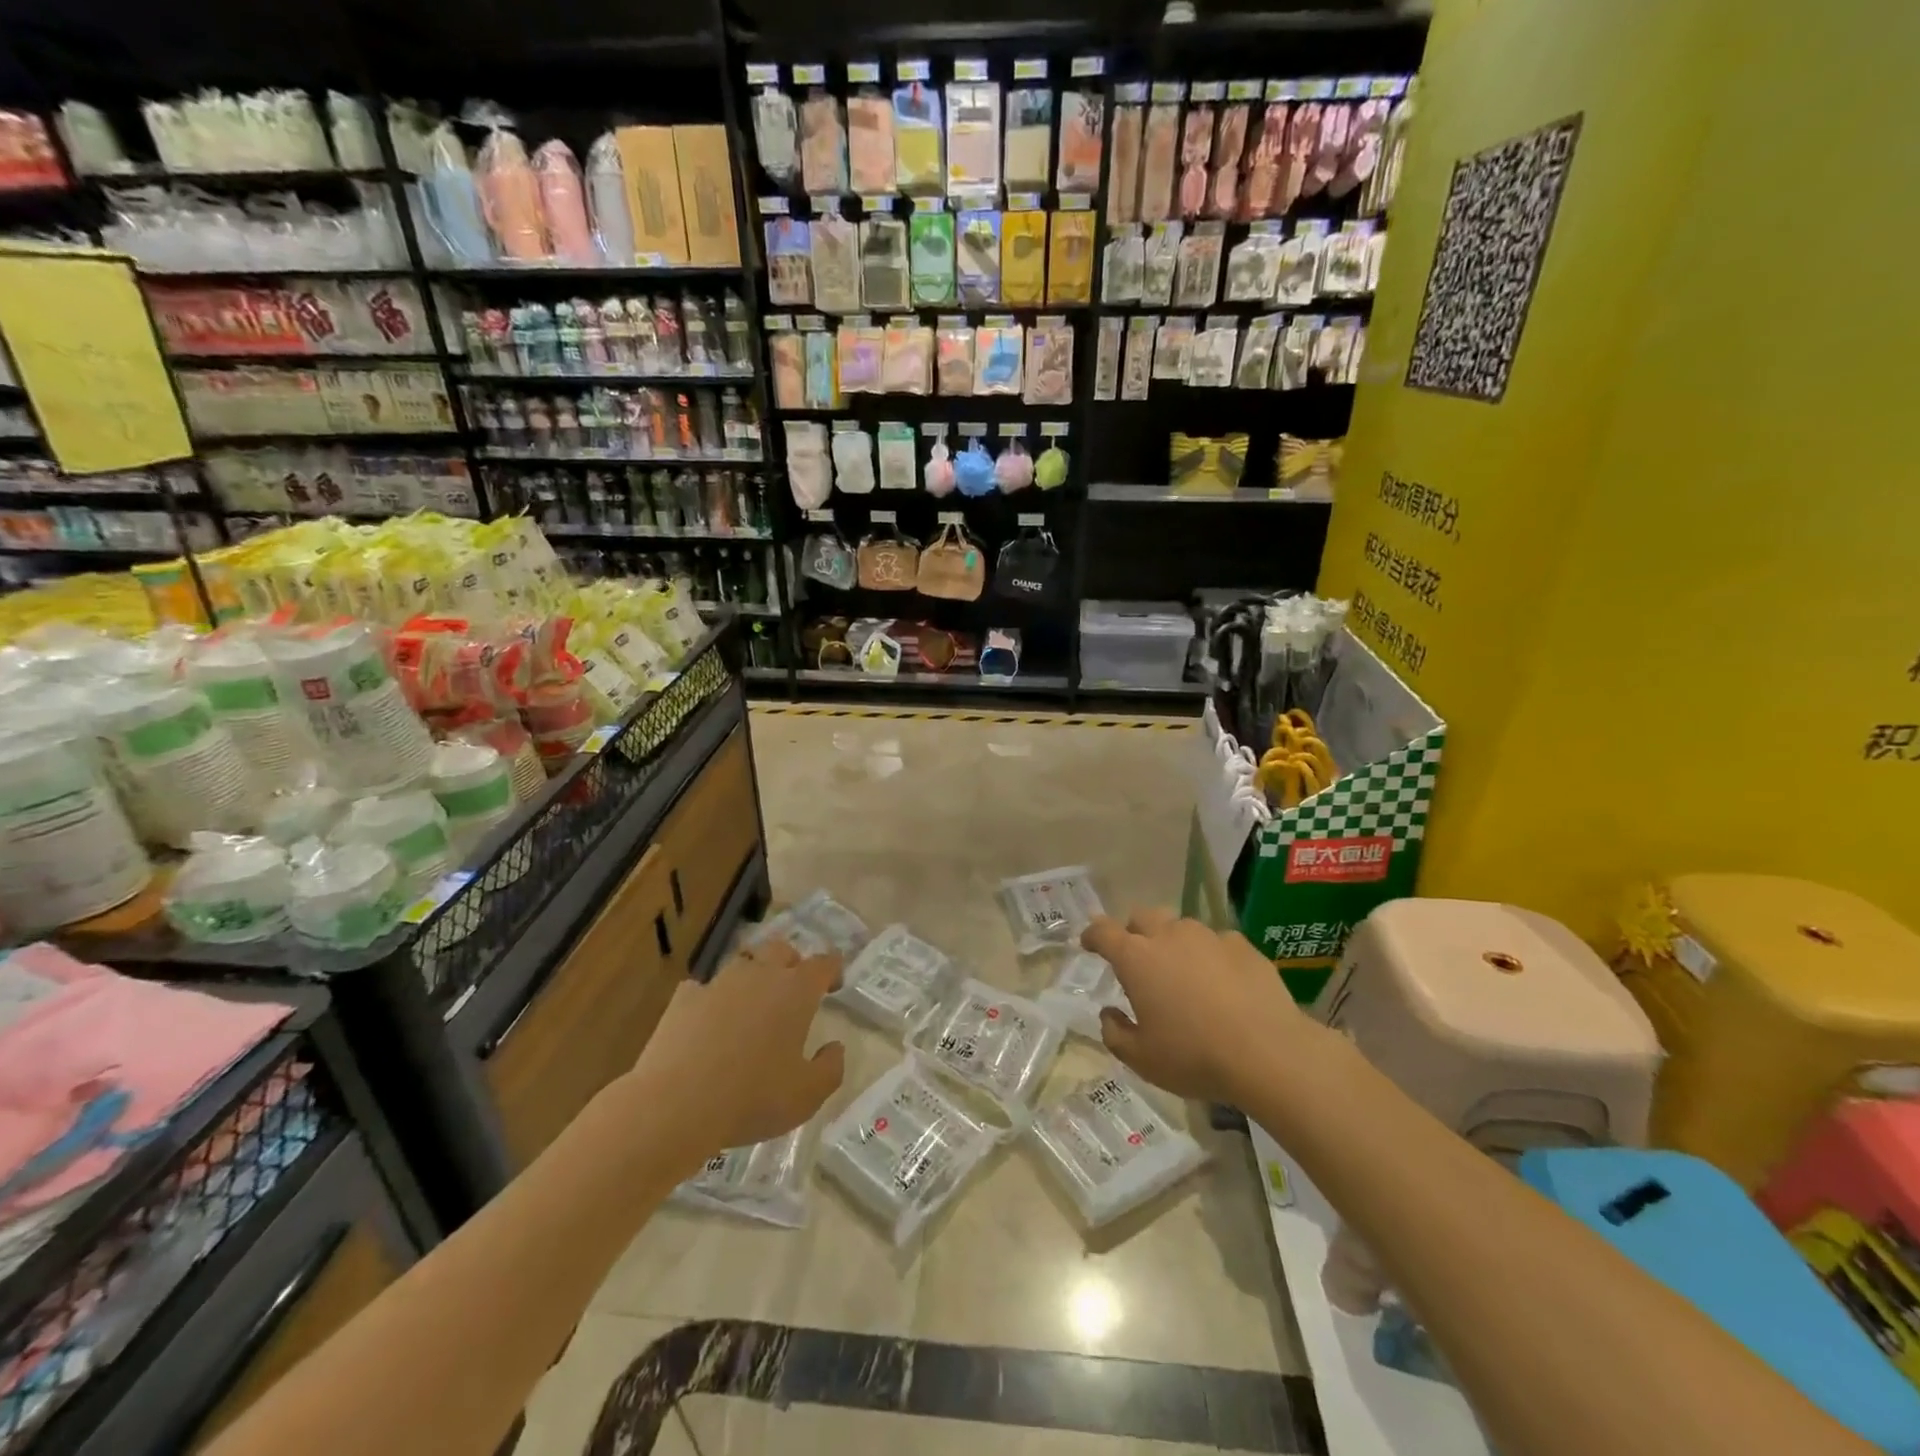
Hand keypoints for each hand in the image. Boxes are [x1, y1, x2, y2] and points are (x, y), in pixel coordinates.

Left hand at [627, 937, 845, 1158]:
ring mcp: (719, 983)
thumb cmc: (751, 1098)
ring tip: (752, 1004)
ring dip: (753, 976)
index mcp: (796, 992)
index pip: (823, 963)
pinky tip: (707, 1020)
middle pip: (781, 949)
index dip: (832, 969)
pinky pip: (703, 988)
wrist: (675, 1104)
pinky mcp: (684, 998)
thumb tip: (835, 1048)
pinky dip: (710, 999)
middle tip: (793, 988)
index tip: (834, 984)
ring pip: (743, 963)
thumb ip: (830, 1069)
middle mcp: (760, 975)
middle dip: (792, 962)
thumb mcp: (807, 1096)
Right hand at [1085, 907, 1326, 1105]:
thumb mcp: (1142, 1059)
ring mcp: (1208, 936)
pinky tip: (1222, 982)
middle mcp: (1169, 936)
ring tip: (1183, 972)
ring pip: (1181, 927)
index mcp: (1136, 958)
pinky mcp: (1242, 945)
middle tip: (1137, 958)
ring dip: (1174, 942)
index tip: (1088, 943)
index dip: (1092, 935)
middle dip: (1134, 932)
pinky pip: (1217, 942)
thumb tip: (1109, 1013)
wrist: (1268, 1052)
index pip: (1103, 932)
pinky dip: (1211, 956)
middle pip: (1142, 917)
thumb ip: (1115, 1033)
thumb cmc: (1194, 1055)